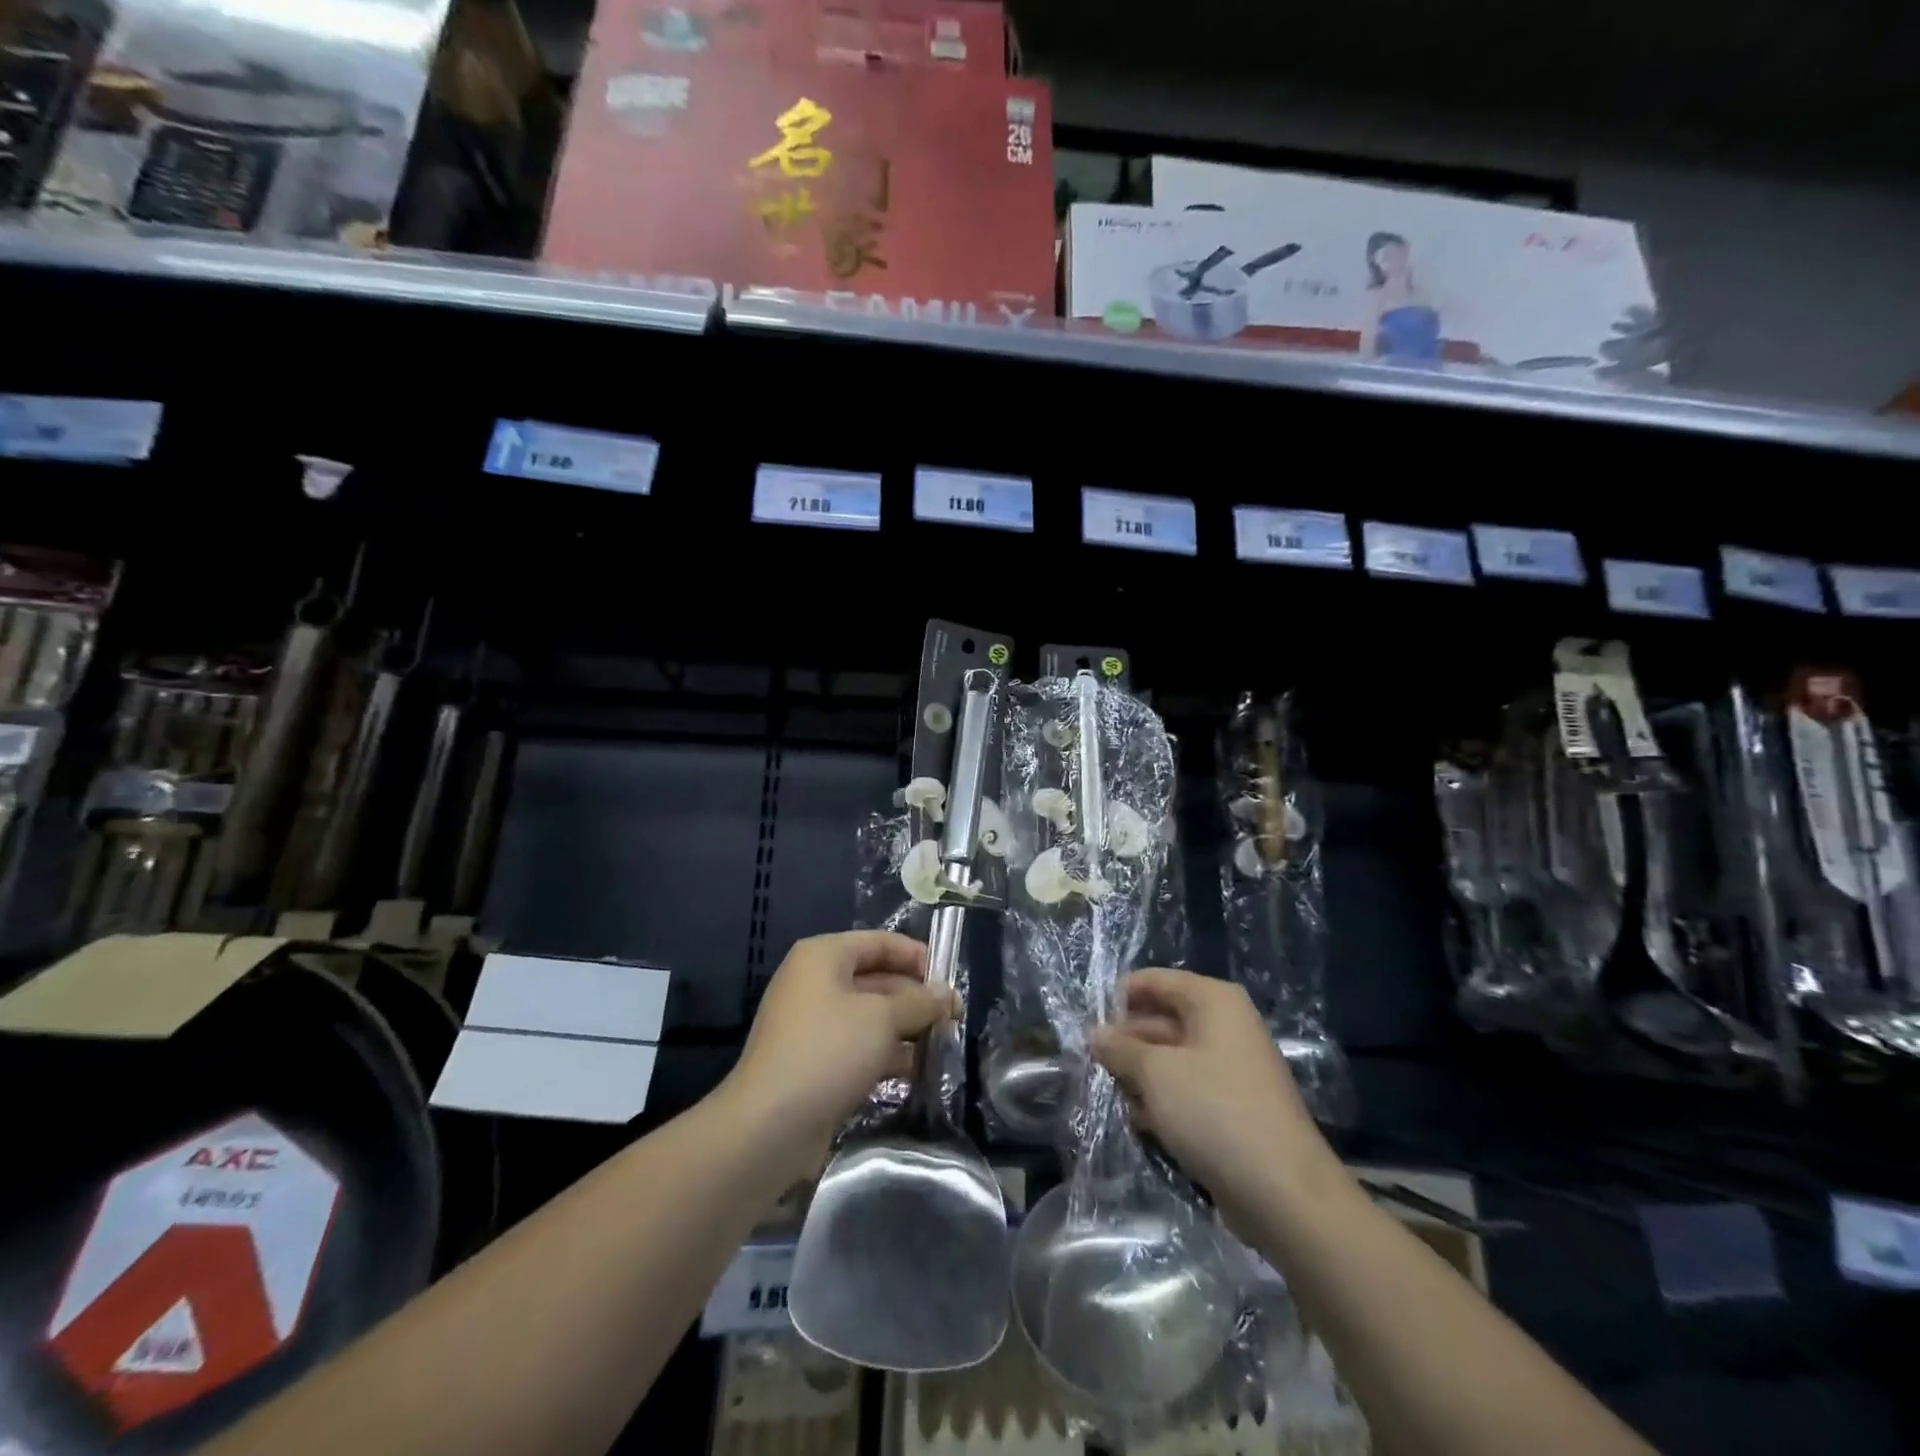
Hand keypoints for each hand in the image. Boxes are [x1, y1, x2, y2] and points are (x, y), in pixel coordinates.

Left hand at [720, 931, 956, 1182]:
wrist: (769, 1126)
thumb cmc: (829, 1051)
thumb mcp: (883, 1018)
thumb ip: (919, 1002)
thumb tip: (947, 995)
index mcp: (824, 956)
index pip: (880, 942)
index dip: (917, 957)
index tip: (951, 981)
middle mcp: (815, 983)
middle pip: (877, 979)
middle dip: (916, 998)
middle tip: (955, 1019)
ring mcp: (813, 1024)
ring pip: (871, 1016)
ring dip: (907, 1029)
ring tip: (944, 1045)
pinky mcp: (816, 1062)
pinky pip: (859, 1046)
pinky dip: (887, 1054)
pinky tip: (918, 1071)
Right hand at [1091, 969, 1333, 1215]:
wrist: (1284, 1193)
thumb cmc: (1214, 1112)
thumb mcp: (1155, 1073)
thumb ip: (1120, 1048)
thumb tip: (1095, 1034)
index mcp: (1212, 1000)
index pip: (1152, 981)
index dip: (1118, 1001)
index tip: (1089, 1031)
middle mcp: (1224, 1025)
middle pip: (1159, 1020)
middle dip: (1126, 1045)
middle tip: (1094, 1069)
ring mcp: (1230, 1067)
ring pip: (1169, 1059)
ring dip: (1141, 1078)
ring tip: (1122, 1101)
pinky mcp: (1231, 1107)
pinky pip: (1186, 1090)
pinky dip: (1163, 1103)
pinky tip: (1143, 1124)